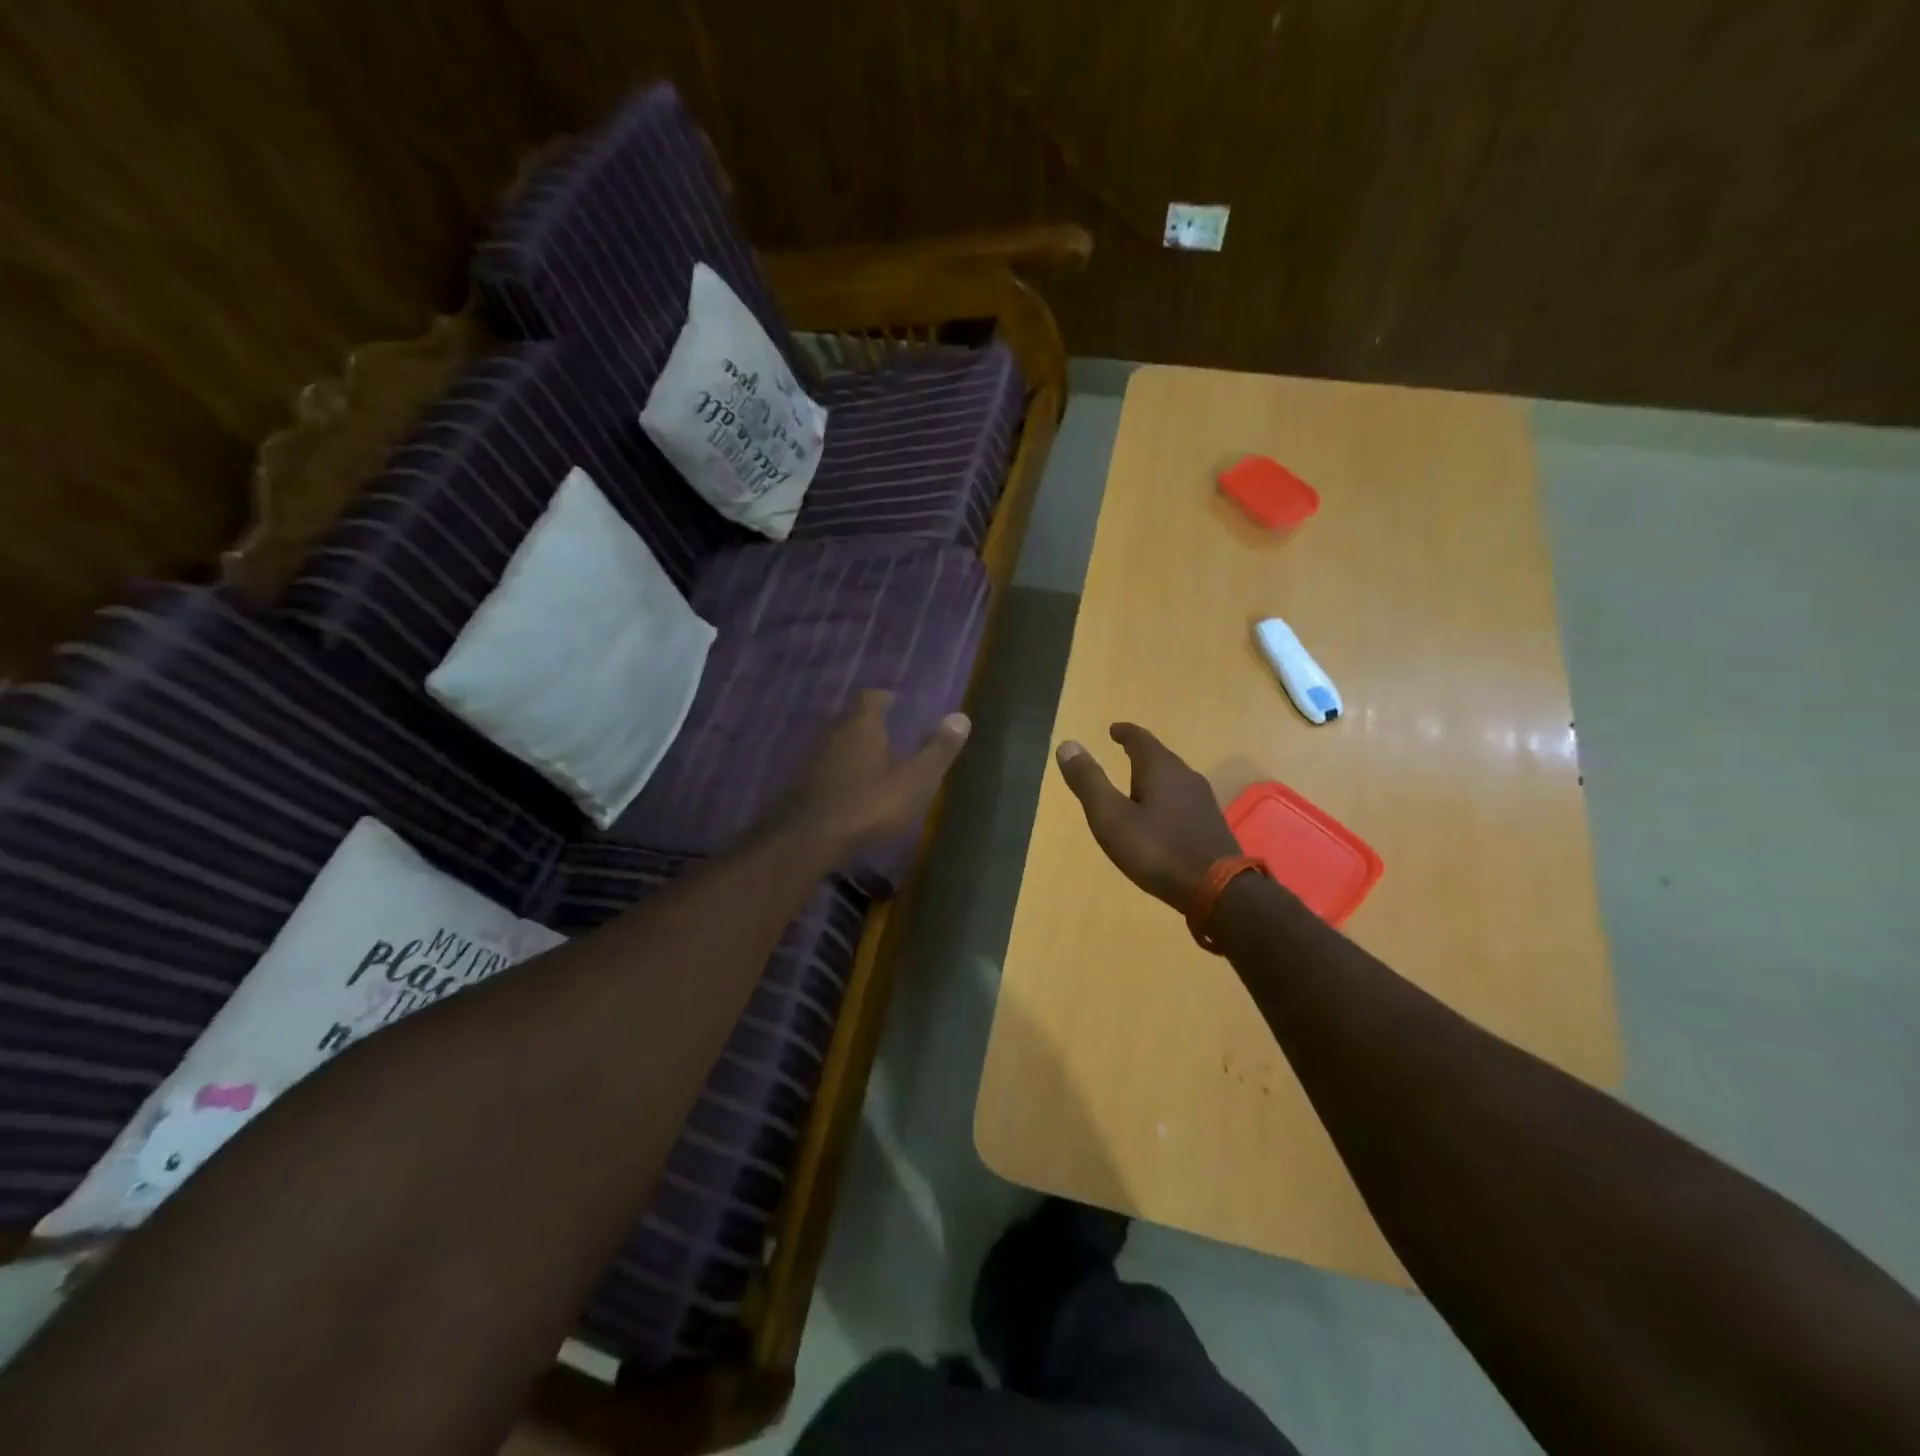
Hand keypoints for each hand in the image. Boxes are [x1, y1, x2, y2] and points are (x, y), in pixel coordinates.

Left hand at [778, 690, 970, 857]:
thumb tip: (962, 717)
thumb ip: (938, 750)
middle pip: (851, 719)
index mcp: (862, 725)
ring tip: (871, 762)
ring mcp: (812, 758)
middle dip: (868, 724)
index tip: (894, 702)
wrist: (810, 838)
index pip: (870, 697)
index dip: (883, 698)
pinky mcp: (800, 784)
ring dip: (852, 750)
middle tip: (887, 733)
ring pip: (836, 744)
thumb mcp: (915, 780)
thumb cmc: (870, 803)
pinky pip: (824, 768)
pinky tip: (849, 789)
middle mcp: (834, 733)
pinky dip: (838, 772)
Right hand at [1055, 724, 1241, 911]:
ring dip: (1154, 776)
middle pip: (1160, 756)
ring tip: (1137, 784)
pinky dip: (1166, 797)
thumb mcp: (1111, 817)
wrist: (1219, 889)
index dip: (1124, 733)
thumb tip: (1067, 745)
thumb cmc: (1157, 850)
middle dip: (1140, 753)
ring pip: (1173, 778)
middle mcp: (1185, 775)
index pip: (1140, 739)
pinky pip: (1182, 799)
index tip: (1113, 730)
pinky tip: (1161, 815)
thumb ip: (1089, 781)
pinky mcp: (1210, 823)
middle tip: (1123, 753)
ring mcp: (1202, 800)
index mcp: (1160, 768)